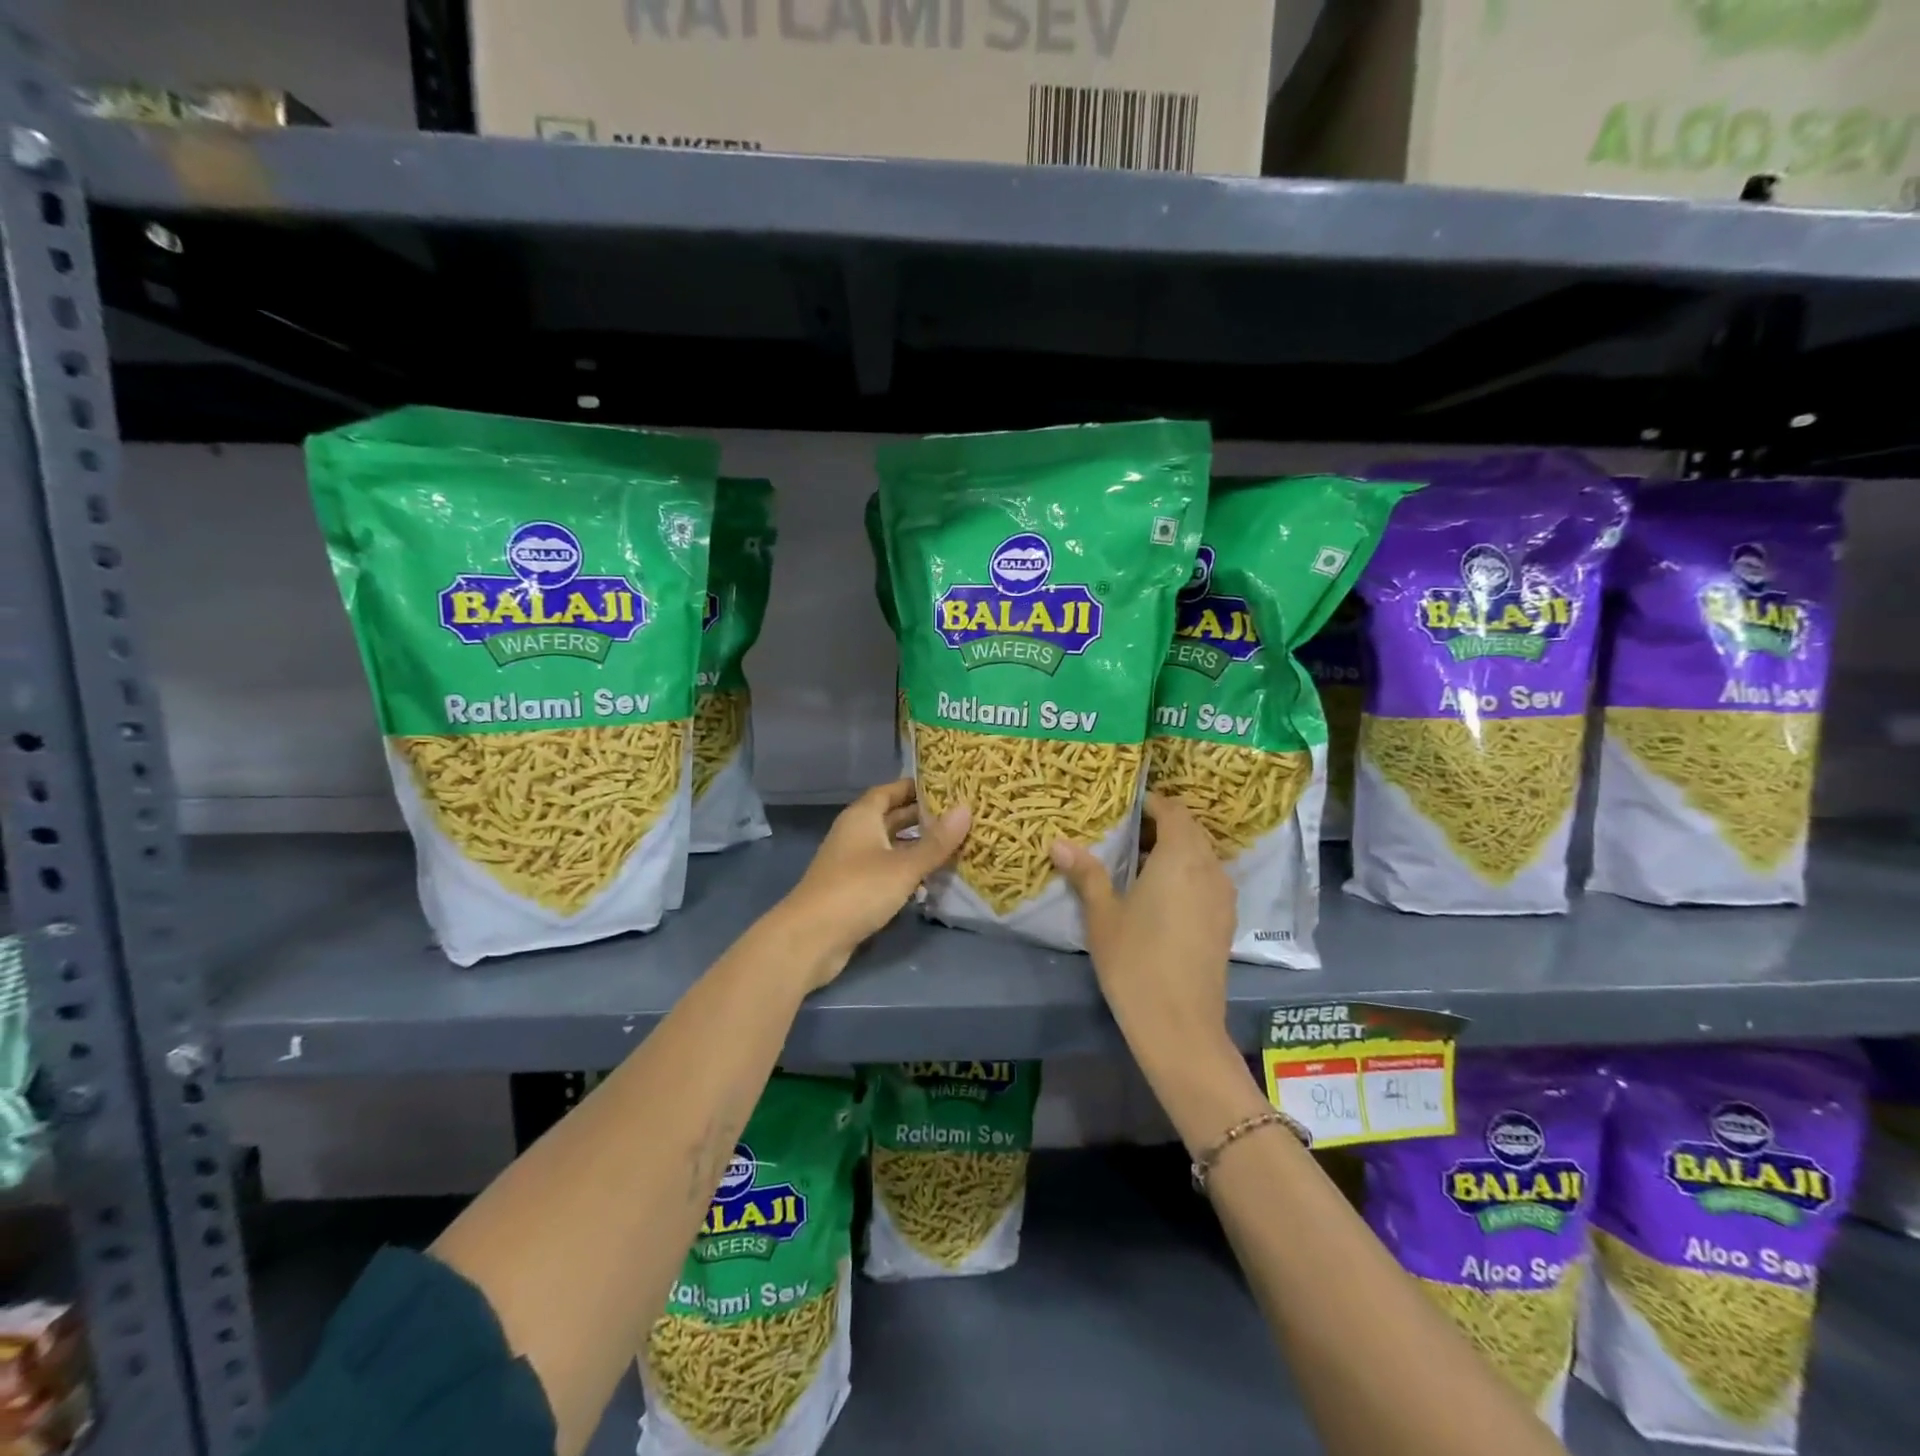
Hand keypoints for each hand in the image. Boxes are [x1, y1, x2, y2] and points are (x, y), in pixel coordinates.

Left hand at [775, 779, 969, 988]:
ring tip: (954, 844)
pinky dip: (906, 870)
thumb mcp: (903, 866)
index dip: (915, 787)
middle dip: (922, 817)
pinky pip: (885, 871)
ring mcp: (852, 863)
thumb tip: (967, 808)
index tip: (947, 786)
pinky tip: (931, 878)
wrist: (810, 938)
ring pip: (890, 846)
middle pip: (891, 817)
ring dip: (916, 845)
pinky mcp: (854, 890)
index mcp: (862, 817)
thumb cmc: (857, 890)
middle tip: (959, 815)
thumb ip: (936, 841)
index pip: (890, 790)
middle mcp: (855, 834)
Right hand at [1051, 793, 1236, 1054]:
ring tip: (1139, 864)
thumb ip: (1086, 874)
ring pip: (1202, 857)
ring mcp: (1223, 897)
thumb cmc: (1135, 961)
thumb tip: (1058, 842)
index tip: (1125, 808)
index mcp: (1181, 857)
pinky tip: (1161, 896)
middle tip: (1126, 834)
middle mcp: (1209, 869)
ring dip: (1176, 851)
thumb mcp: (1103, 915)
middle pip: (1191, 831)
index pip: (1174, 811)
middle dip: (1162, 826)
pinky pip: (1208, 880)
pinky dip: (1188, 874)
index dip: (1152, 804)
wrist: (1179, 1025)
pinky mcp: (1226, 921)